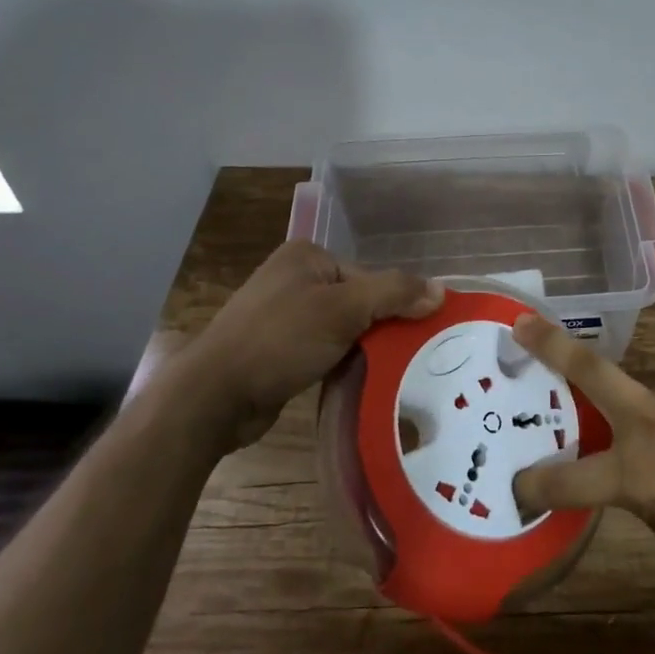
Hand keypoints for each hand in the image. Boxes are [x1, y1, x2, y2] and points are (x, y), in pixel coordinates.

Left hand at [159, 242, 442, 450]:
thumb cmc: (279, 340)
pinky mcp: (277, 349)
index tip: (415, 336)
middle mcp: (294, 279)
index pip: (369, 277)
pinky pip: (323, 350)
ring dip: (362, 350)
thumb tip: (441, 291)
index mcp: (307, 257)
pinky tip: (354, 382)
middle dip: (379, 328)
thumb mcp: (343, 310)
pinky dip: (340, 363)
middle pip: (358, 301)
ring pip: (342, 329)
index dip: (394, 305)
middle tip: (408, 356)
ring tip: (387, 372)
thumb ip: (394, 294)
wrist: (213, 396)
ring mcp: (282, 315)